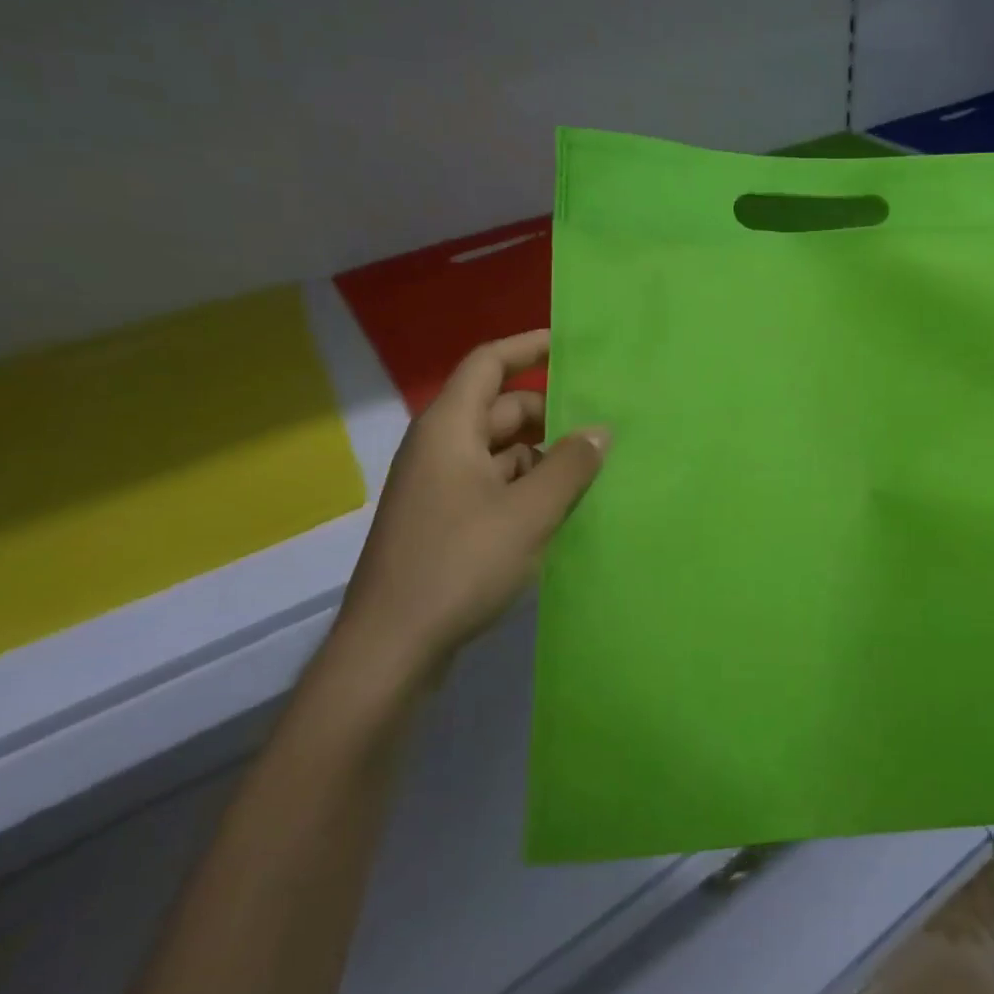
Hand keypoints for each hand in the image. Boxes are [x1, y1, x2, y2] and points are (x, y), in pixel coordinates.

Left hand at [334, 330, 607, 686]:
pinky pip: (493, 484)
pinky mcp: (444, 522)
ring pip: (501, 451)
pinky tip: (563, 509)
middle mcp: (441, 449)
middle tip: (601, 426)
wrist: (391, 648)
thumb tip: (599, 431)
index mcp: (450, 429)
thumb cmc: (459, 564)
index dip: (527, 347)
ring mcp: (440, 487)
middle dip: (550, 413)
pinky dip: (527, 486)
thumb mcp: (529, 512)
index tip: (570, 344)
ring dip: (543, 456)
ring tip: (594, 471)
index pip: (488, 364)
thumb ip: (570, 465)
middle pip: (500, 409)